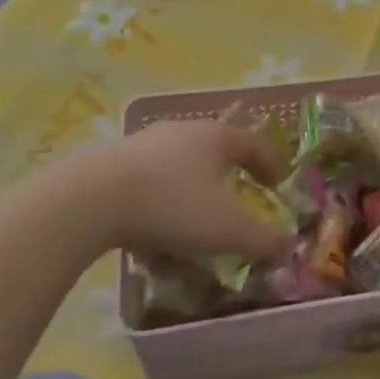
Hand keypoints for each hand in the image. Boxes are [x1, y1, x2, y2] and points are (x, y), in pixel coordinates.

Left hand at [71, 120, 293, 261]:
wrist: (91, 199)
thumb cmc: (173, 205)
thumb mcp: (227, 230)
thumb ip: (263, 240)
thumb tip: (289, 246)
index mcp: (216, 138)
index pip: (254, 145)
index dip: (270, 166)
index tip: (278, 187)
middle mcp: (183, 132)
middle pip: (214, 154)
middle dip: (227, 183)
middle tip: (235, 208)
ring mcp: (145, 145)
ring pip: (179, 172)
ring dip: (191, 200)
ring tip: (192, 235)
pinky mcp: (113, 165)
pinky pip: (148, 188)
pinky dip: (159, 211)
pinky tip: (152, 244)